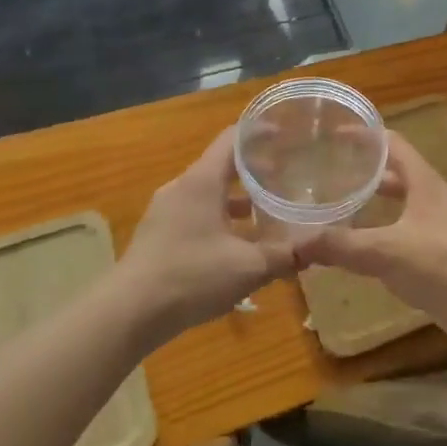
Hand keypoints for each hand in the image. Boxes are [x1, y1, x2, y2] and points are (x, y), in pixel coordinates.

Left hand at [117, 128, 304, 341]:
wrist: (127, 313)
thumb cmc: (191, 277)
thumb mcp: (248, 267)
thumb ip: (286, 255)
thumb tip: (319, 247)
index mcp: (202, 181)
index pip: (232, 139)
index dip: (259, 132)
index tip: (285, 133)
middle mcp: (182, 188)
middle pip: (221, 166)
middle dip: (254, 170)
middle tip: (286, 176)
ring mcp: (165, 211)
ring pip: (209, 194)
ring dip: (237, 200)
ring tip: (267, 213)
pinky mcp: (158, 235)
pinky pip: (195, 214)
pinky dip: (220, 219)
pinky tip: (237, 246)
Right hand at [304, 133, 446, 349]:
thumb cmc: (443, 264)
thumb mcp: (387, 251)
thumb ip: (342, 246)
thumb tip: (296, 244)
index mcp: (424, 182)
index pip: (392, 144)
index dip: (365, 135)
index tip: (334, 134)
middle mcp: (432, 198)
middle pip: (396, 173)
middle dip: (365, 171)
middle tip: (330, 173)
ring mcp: (439, 227)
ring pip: (401, 204)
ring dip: (374, 202)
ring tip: (340, 207)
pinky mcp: (440, 255)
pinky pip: (404, 234)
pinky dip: (382, 233)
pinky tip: (363, 249)